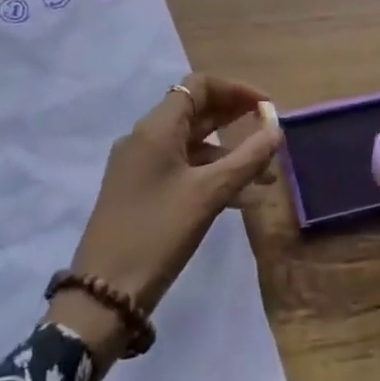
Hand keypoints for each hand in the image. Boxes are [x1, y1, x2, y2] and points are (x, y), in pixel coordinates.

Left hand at [47, 74, 279, 368]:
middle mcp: (145, 137)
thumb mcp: (208, 195)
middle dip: (235, 120)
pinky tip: (240, 198)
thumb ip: (246, 159)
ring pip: (191, 144)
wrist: (103, 295)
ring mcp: (139, 165)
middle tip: (270, 136)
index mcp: (156, 127)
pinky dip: (210, 174)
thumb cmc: (158, 233)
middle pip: (196, 111)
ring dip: (228, 153)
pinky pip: (181, 168)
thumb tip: (276, 129)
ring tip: (266, 177)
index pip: (198, 85)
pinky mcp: (139, 191)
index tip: (266, 108)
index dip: (236, 90)